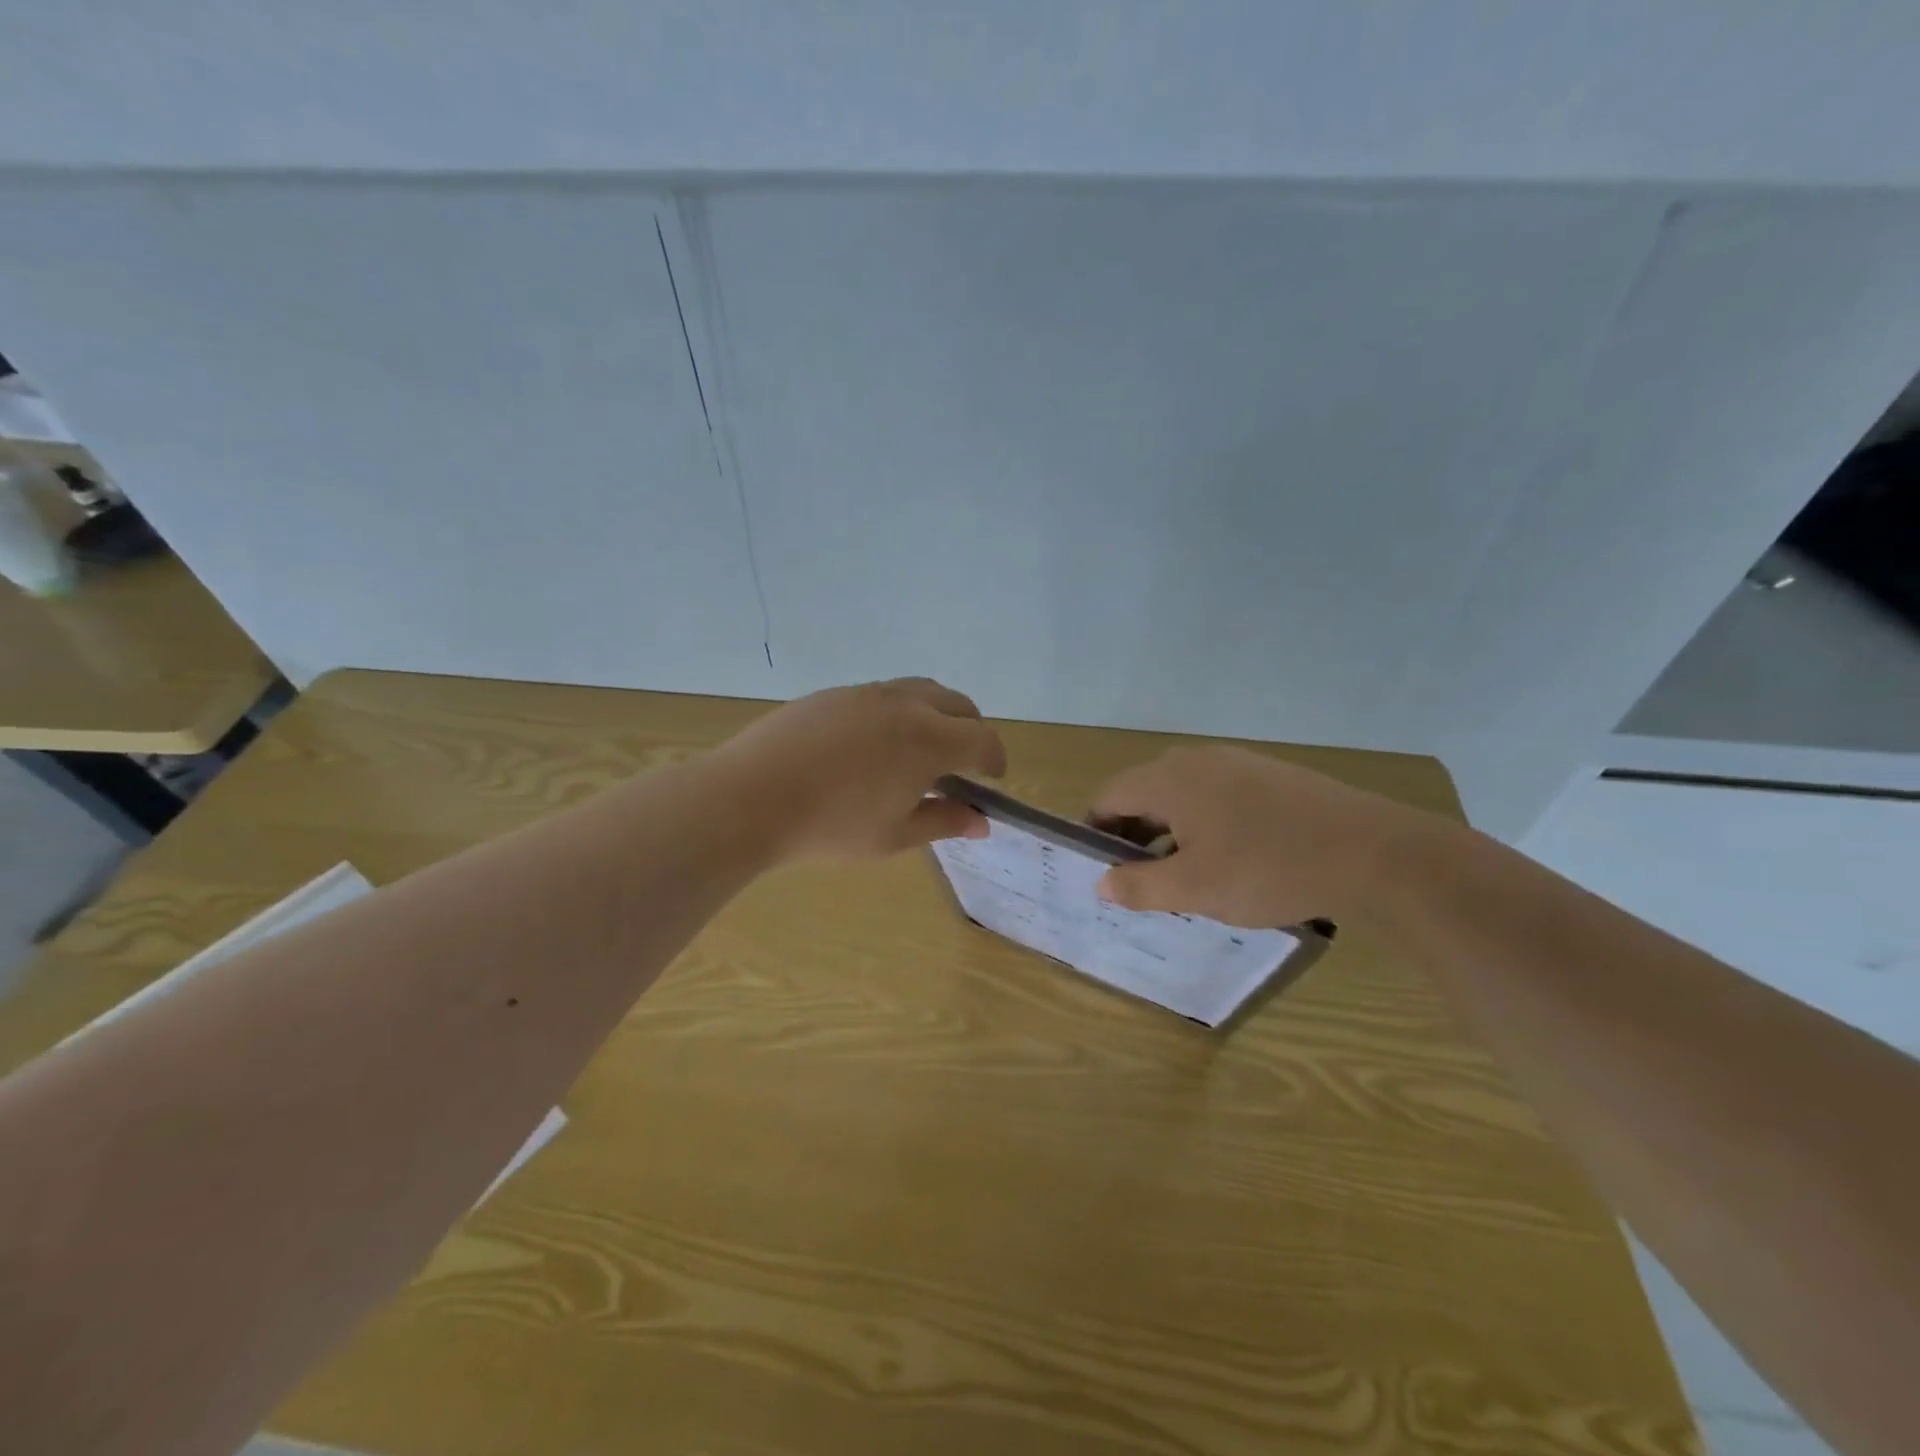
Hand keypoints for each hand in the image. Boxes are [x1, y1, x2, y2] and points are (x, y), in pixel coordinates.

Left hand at [715, 678, 1006, 860]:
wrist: (751, 797)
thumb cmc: (831, 826)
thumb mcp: (895, 836)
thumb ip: (943, 822)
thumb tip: (981, 822)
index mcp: (929, 739)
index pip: (982, 739)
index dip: (995, 759)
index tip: (992, 779)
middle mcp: (905, 704)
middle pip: (958, 704)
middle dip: (970, 731)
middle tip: (961, 764)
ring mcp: (866, 693)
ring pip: (920, 691)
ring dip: (936, 715)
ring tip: (920, 750)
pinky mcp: (833, 694)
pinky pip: (883, 694)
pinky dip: (899, 712)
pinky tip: (873, 745)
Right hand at [1088, 745, 1424, 926]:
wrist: (1374, 854)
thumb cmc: (1268, 869)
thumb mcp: (1194, 888)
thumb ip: (1139, 886)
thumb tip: (1101, 883)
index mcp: (1169, 779)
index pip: (1109, 796)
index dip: (1095, 831)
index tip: (1098, 869)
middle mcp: (1197, 760)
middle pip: (1145, 793)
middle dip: (1133, 835)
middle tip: (1137, 880)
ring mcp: (1239, 763)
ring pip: (1183, 795)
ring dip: (1170, 832)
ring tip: (1182, 876)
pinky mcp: (1272, 776)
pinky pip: (1219, 796)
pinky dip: (1206, 824)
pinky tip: (1230, 859)